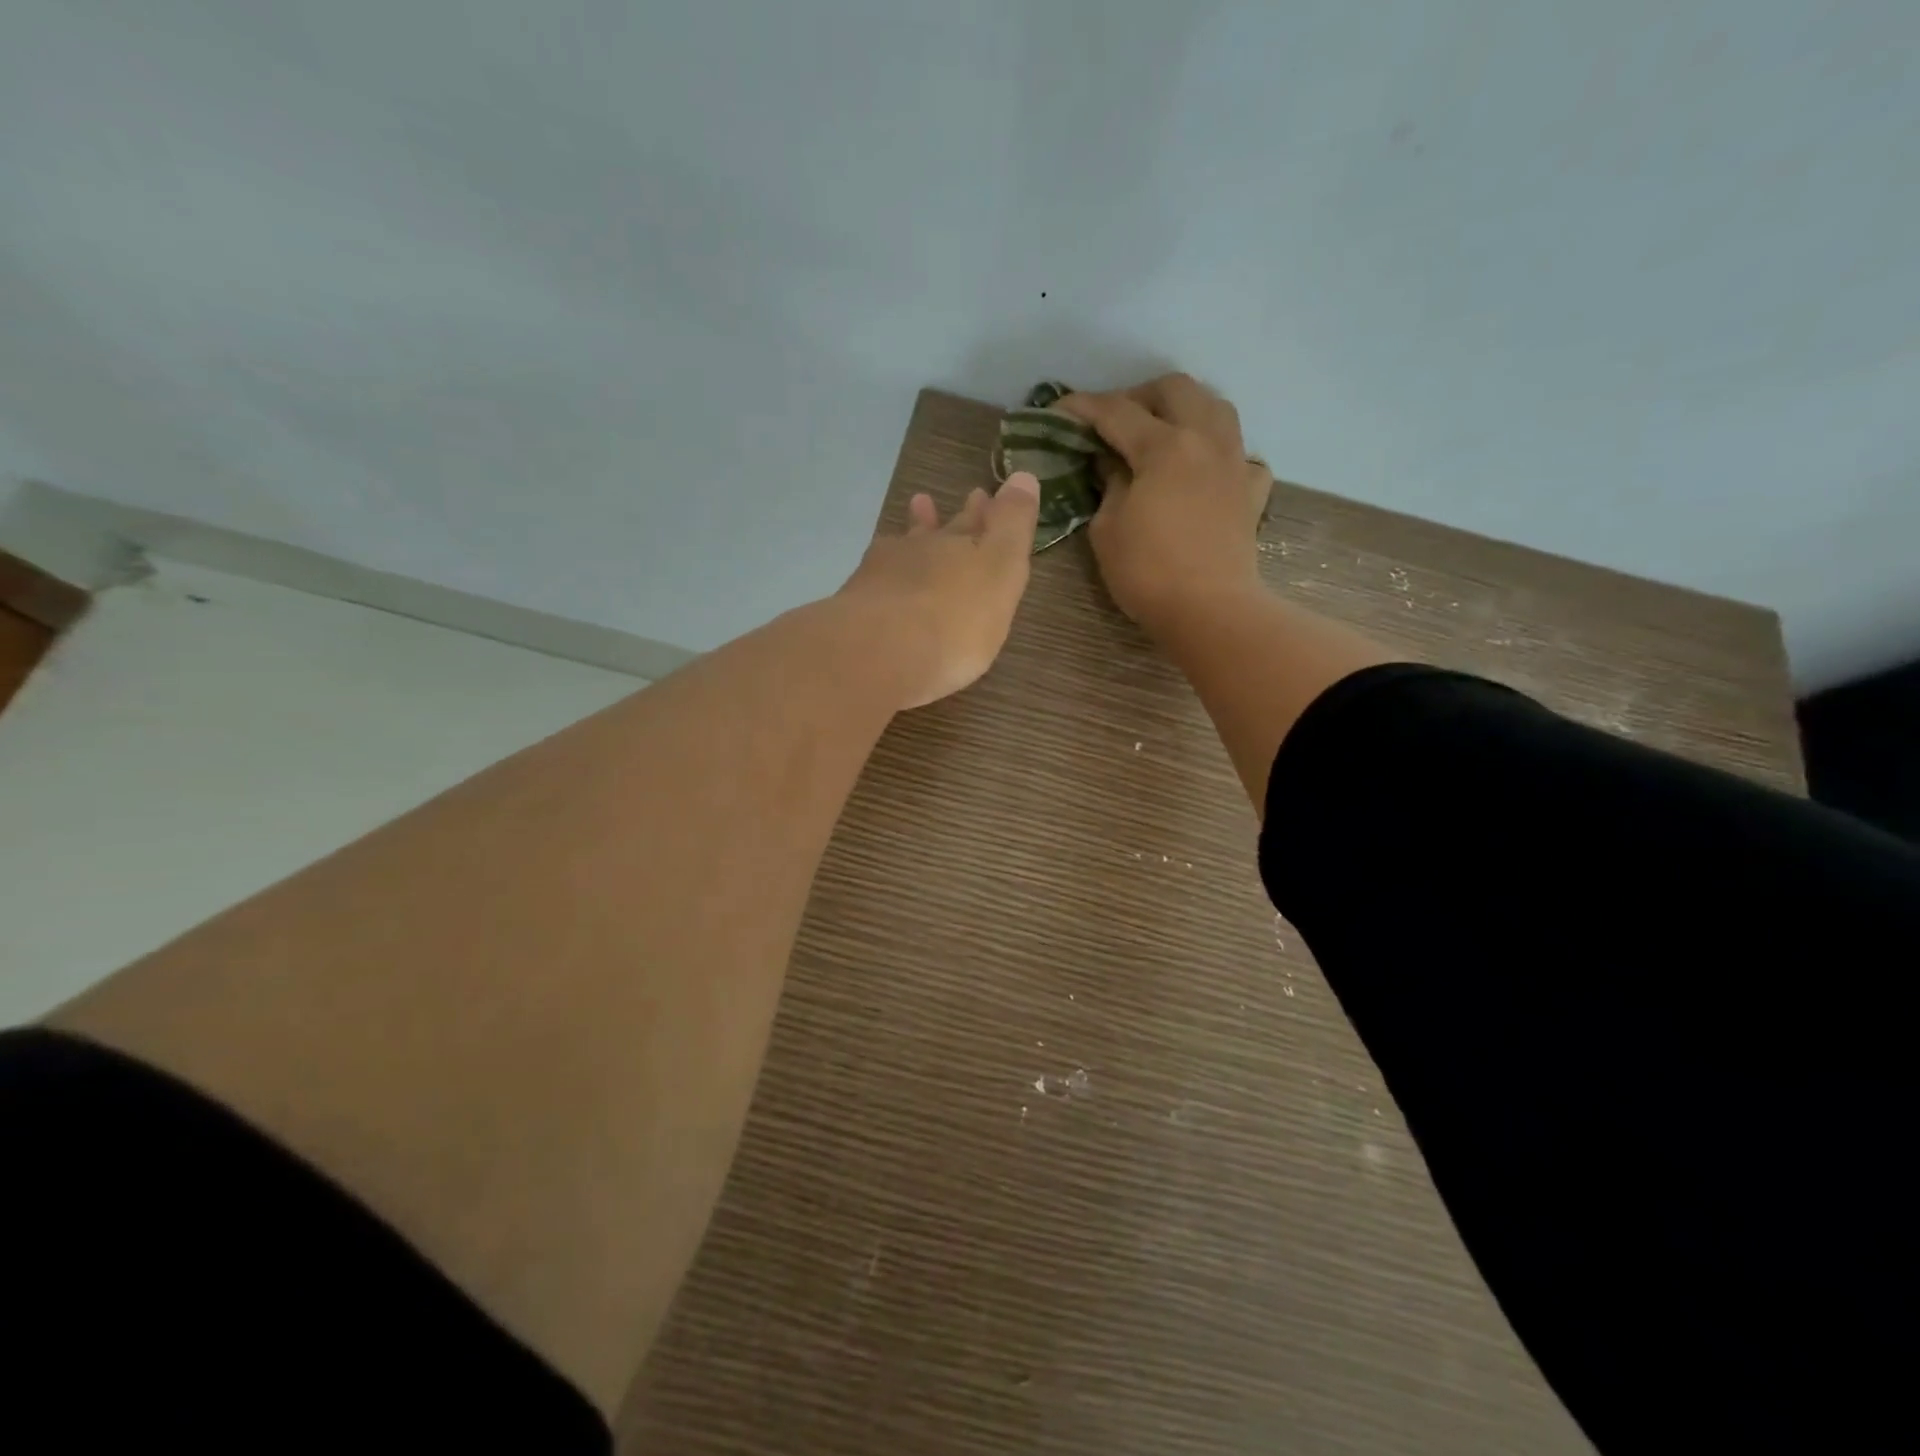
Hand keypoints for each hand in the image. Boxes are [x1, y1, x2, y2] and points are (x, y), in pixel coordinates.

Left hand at [835, 473, 1040, 709]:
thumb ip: (1012, 525)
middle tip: (960, 500)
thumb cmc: (955, 619)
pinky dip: (886, 574)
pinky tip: (882, 575)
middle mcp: (921, 552)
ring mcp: (882, 575)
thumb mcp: (1000, 570)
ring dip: (915, 531)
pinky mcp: (856, 606)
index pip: (977, 522)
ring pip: (904, 548)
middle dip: (955, 521)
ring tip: (918, 511)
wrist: (878, 654)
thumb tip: (1022, 474)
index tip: (985, 495)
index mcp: (960, 546)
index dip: (986, 511)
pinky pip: (877, 579)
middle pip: (941, 532)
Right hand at [1058, 374, 1272, 628]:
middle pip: (1175, 389)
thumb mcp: (1107, 529)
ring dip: (1185, 410)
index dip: (1083, 407)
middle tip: (1115, 422)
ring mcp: (1235, 462)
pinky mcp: (1252, 491)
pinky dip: (1220, 454)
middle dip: (1139, 396)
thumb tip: (1110, 462)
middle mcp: (1205, 439)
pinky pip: (1241, 455)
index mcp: (1164, 446)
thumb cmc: (1147, 572)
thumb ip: (1108, 484)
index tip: (1058, 411)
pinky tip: (1205, 472)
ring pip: (1216, 407)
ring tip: (1162, 434)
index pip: (1116, 411)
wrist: (1209, 610)